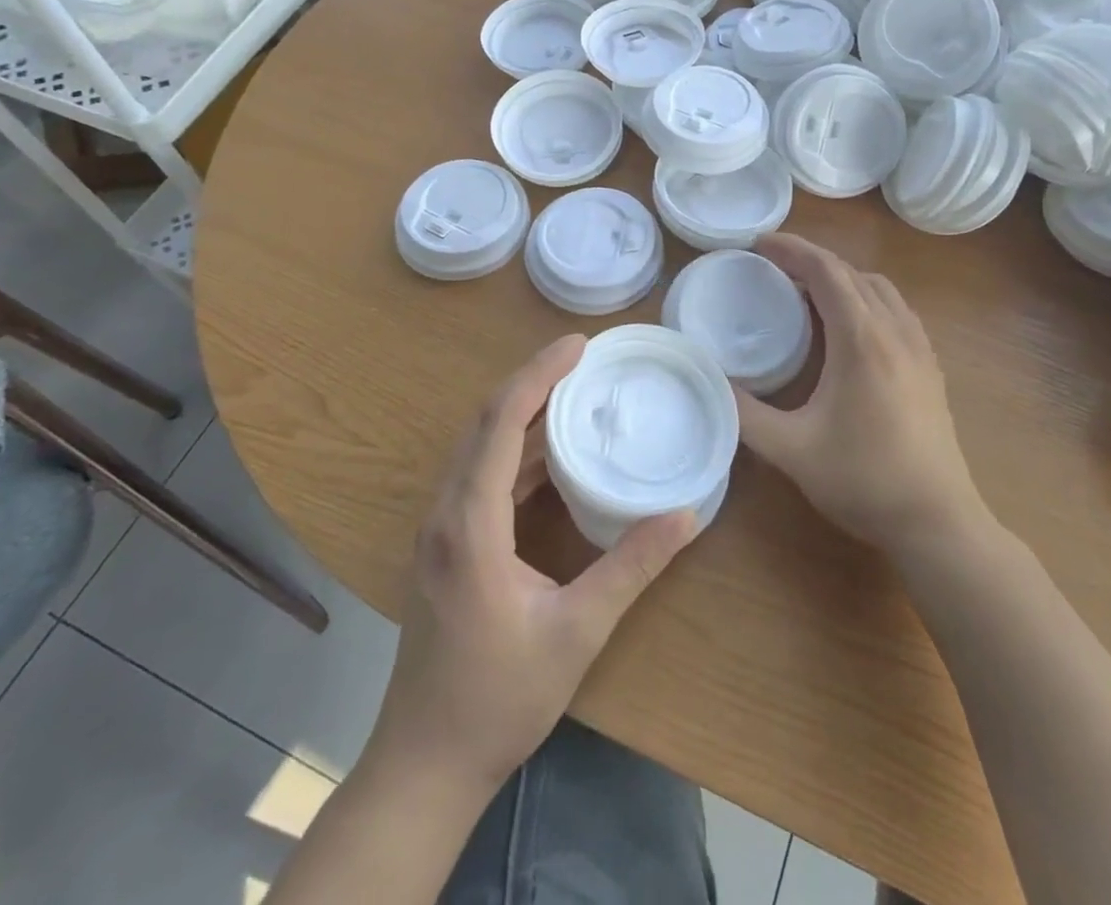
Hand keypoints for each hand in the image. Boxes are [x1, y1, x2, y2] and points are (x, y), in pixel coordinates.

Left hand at [366, 335, 697, 794]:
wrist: (425, 765)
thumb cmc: (498, 698)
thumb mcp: (577, 632)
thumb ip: (631, 567)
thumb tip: (685, 514)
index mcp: (469, 523)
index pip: (501, 421)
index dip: (539, 374)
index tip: (580, 345)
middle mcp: (445, 512)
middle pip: (485, 423)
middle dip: (532, 381)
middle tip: (583, 358)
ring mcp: (439, 530)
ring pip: (479, 447)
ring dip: (522, 413)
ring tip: (573, 392)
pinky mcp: (445, 546)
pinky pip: (480, 476)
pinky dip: (515, 451)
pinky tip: (552, 455)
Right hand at [735, 234, 989, 559]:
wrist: (938, 523)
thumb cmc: (863, 481)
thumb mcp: (791, 450)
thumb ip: (745, 412)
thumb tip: (711, 380)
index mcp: (862, 340)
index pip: (826, 271)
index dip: (790, 250)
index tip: (757, 244)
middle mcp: (895, 331)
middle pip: (852, 273)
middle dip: (810, 260)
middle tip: (771, 266)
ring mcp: (920, 348)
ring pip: (879, 288)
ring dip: (841, 277)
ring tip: (805, 291)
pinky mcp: (931, 367)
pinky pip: (896, 309)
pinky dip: (866, 297)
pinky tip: (849, 326)